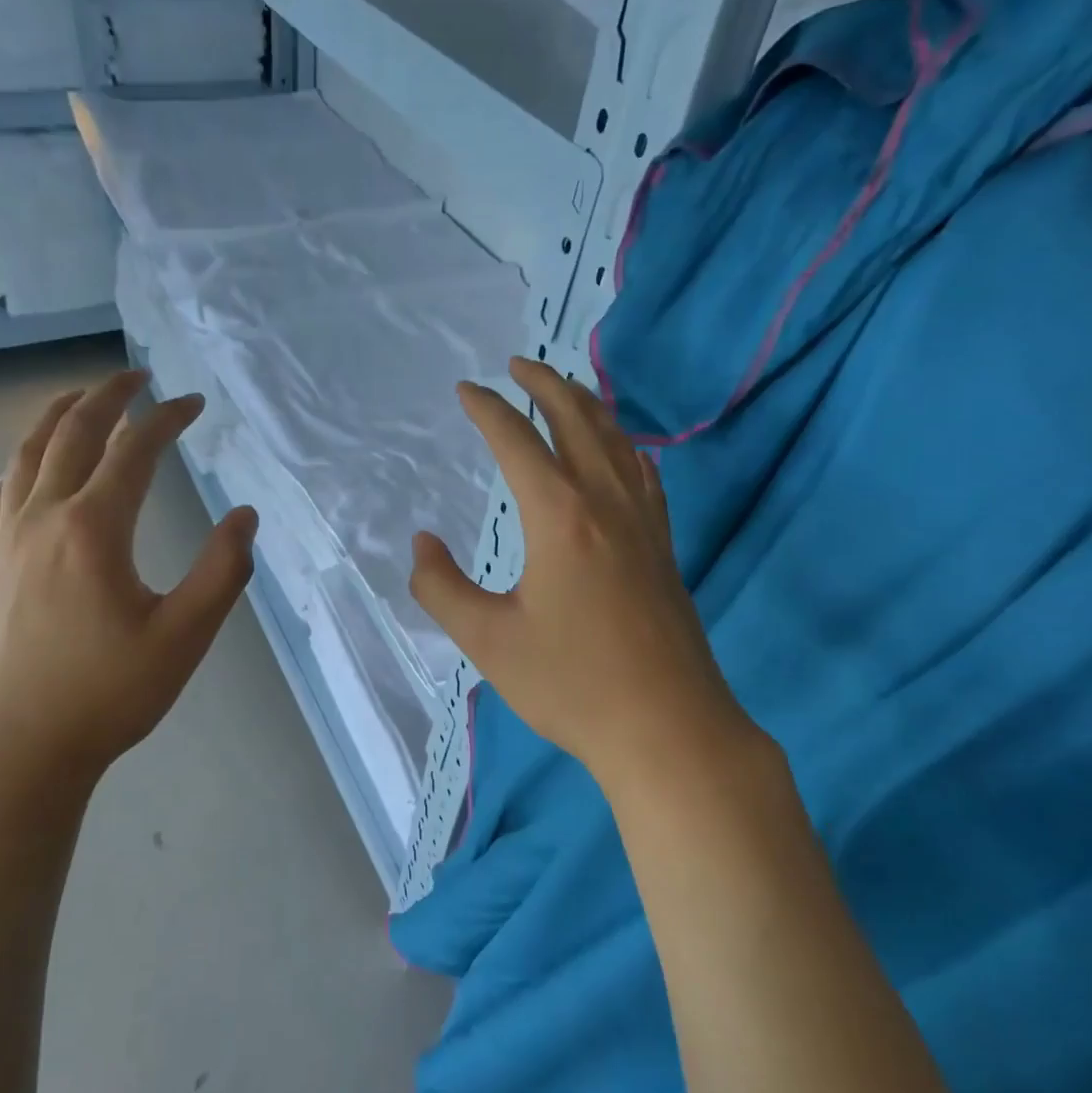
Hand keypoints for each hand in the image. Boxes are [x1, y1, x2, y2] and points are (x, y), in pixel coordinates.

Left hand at [0, 371, 256, 827]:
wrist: (12, 750)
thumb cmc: (106, 695)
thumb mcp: (184, 637)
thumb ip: (222, 571)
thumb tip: (245, 516)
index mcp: (93, 529)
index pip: (133, 451)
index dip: (167, 419)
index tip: (195, 403)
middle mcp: (43, 518)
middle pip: (71, 433)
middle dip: (108, 396)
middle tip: (139, 376)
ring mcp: (7, 540)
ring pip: (27, 453)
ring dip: (58, 415)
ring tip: (83, 397)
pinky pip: (5, 488)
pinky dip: (26, 456)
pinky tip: (35, 464)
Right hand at [409, 357, 758, 789]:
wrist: (668, 727)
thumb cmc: (572, 684)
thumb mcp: (487, 641)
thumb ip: (442, 588)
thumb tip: (423, 544)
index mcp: (560, 516)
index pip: (517, 442)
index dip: (487, 410)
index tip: (465, 389)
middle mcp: (606, 502)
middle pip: (577, 421)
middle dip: (544, 384)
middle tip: (516, 365)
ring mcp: (645, 523)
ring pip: (617, 440)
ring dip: (586, 406)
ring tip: (563, 391)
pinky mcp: (664, 547)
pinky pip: (643, 473)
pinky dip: (622, 445)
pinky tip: (619, 453)